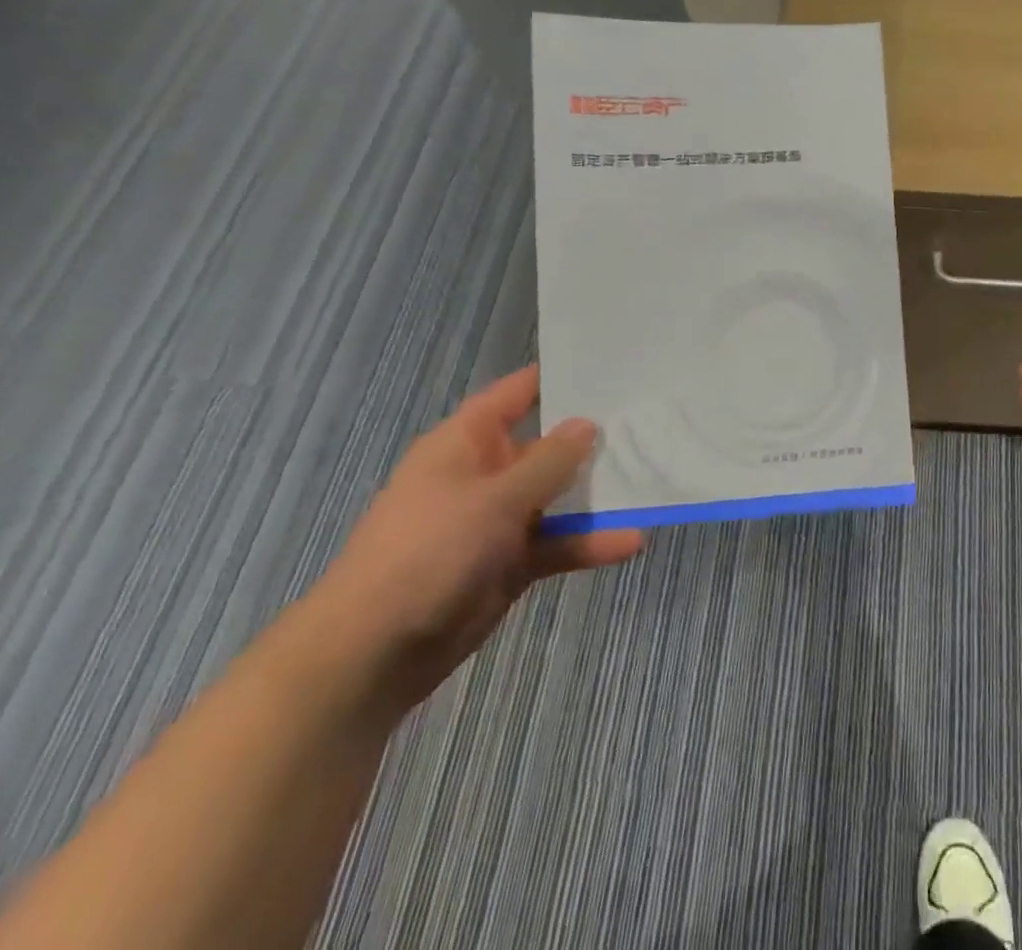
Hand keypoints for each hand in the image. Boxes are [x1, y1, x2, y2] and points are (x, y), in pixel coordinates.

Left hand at [308, 364, 641, 710]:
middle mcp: (484, 474)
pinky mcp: (509, 563)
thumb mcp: (495, 498)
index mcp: (466, 443)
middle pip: (547, 446)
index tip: (609, 367)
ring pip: (558, 497)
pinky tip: (630, 542)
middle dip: (593, 440)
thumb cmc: (429, 552)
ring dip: (597, 497)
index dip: (557, 378)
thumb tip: (588, 424)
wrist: (371, 654)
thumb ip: (549, 461)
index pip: (516, 395)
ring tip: (649, 485)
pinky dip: (588, 543)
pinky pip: (557, 543)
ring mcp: (497, 521)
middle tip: (649, 424)